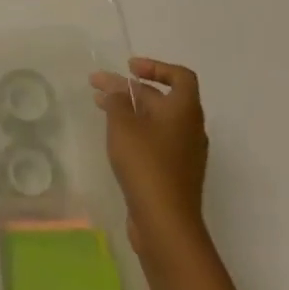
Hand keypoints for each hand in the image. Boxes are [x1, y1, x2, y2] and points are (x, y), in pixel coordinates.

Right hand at [91, 58, 208, 254]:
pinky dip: (136, 131)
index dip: (156, 67)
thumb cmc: (146, 164)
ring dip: (130, 109)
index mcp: (185, 111)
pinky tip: (115, 137)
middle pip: (163, 98)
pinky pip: (157, 140)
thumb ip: (117, 99)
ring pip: (157, 121)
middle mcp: (190, 128)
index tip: (129, 68)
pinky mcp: (175, 173)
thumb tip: (115, 86)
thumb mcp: (123, 124)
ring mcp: (185, 153)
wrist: (166, 222)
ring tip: (100, 107)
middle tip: (98, 86)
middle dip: (130, 89)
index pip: (180, 76)